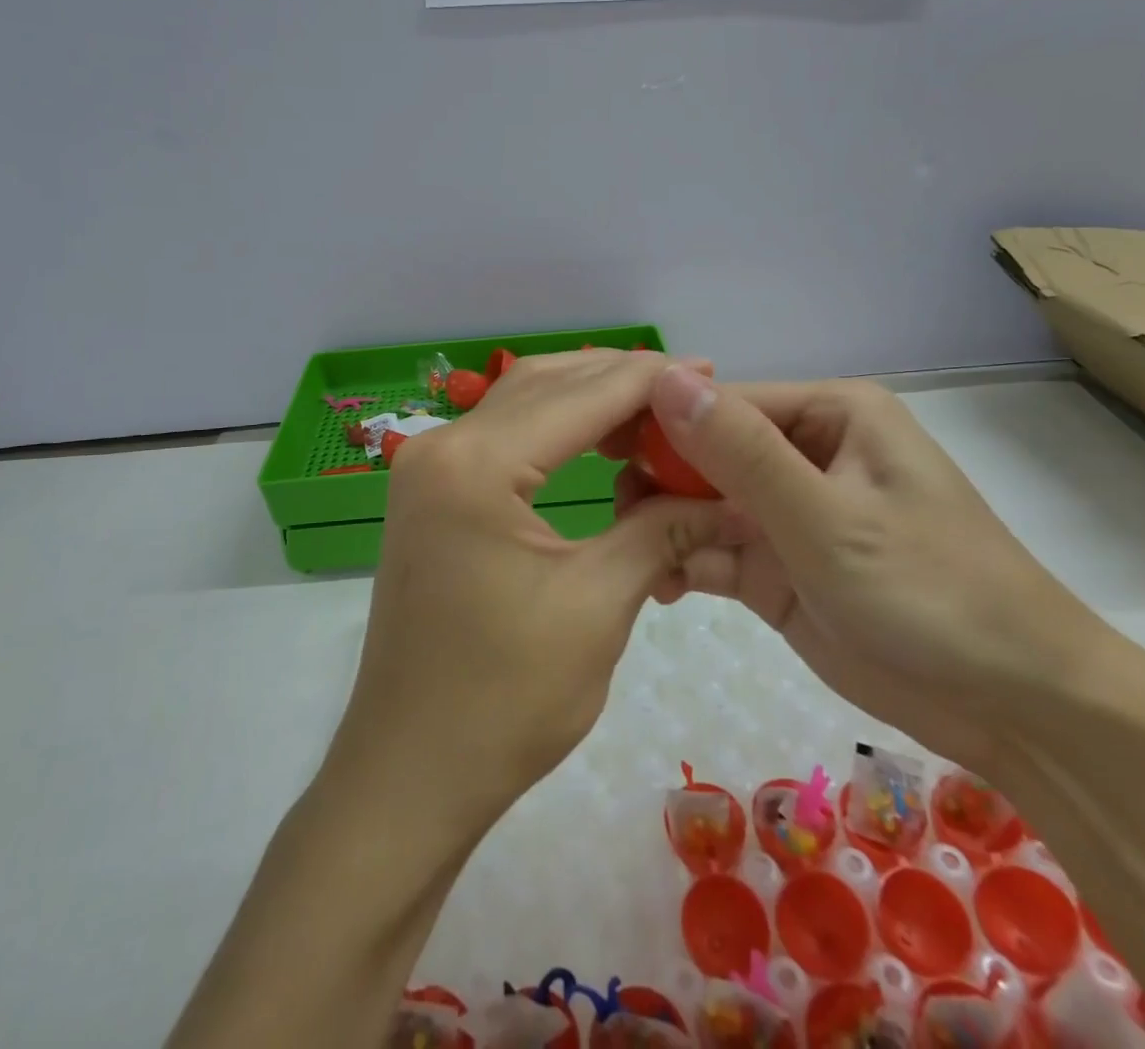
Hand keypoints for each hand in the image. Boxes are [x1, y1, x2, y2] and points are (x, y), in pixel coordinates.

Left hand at [325, 351, 734, 840]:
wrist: (410, 772)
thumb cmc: (505, 700)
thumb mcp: (599, 606)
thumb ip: (665, 531)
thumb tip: (734, 499)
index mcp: (475, 464)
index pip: (580, 395)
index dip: (650, 379)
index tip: (711, 372)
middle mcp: (441, 446)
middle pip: (545, 384)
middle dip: (618, 379)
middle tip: (690, 391)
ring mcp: (426, 468)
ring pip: (521, 404)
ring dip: (586, 399)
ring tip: (654, 413)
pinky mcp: (429, 494)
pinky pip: (501, 438)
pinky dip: (554, 430)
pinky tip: (599, 445)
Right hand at [613, 369, 1115, 771]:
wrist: (1016, 709)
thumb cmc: (931, 593)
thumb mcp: (827, 518)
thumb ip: (741, 452)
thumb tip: (663, 378)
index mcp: (829, 414)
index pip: (722, 403)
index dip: (661, 422)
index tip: (602, 450)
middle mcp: (804, 452)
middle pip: (706, 452)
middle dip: (661, 481)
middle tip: (617, 516)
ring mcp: (788, 513)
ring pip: (702, 503)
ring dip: (667, 526)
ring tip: (634, 556)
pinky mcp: (778, 566)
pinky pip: (715, 550)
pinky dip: (685, 564)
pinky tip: (661, 587)